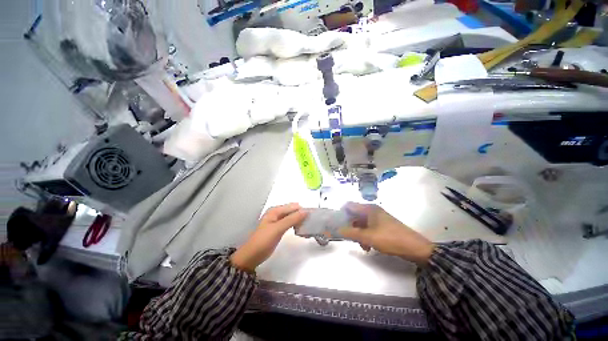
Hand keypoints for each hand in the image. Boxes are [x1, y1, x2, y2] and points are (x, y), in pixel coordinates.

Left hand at [230, 203, 307, 272]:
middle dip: (301, 214)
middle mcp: (277, 213)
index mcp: (275, 210)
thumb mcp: (278, 228)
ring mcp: (277, 221)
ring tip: (308, 225)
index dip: (302, 210)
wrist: (252, 256)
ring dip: (299, 219)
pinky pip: (289, 223)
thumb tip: (306, 211)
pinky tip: (300, 228)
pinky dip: (295, 224)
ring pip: (291, 217)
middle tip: (311, 222)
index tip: (312, 216)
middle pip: (292, 210)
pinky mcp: (278, 228)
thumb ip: (292, 219)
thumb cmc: (264, 240)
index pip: (293, 206)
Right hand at [339, 202, 433, 265]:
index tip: (337, 223)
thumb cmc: (390, 239)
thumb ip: (351, 233)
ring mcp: (378, 218)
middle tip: (348, 237)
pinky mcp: (382, 226)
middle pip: (355, 215)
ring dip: (358, 233)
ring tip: (361, 245)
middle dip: (350, 226)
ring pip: (361, 223)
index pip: (349, 205)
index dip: (341, 212)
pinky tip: (368, 246)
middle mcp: (372, 211)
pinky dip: (366, 235)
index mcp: (369, 209)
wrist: (415, 248)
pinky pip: (369, 228)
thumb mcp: (368, 237)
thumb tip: (338, 230)